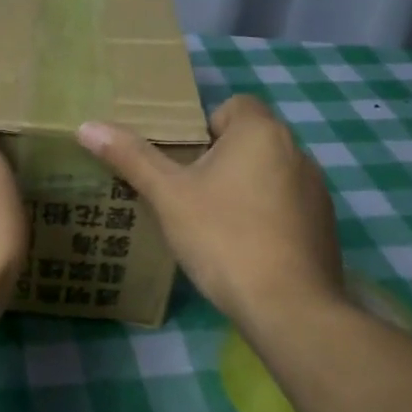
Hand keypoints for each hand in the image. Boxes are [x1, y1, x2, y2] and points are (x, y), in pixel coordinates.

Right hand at [77, 94, 346, 326]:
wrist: (288, 306)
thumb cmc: (223, 237)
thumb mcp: (168, 196)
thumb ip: (131, 157)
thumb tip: (87, 126)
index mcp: (261, 132)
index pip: (232, 105)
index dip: (204, 127)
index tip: (183, 161)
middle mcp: (296, 151)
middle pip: (249, 140)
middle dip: (219, 160)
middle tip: (187, 192)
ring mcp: (316, 190)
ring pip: (269, 173)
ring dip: (244, 187)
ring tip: (213, 223)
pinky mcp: (325, 225)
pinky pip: (286, 205)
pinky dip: (266, 216)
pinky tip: (244, 248)